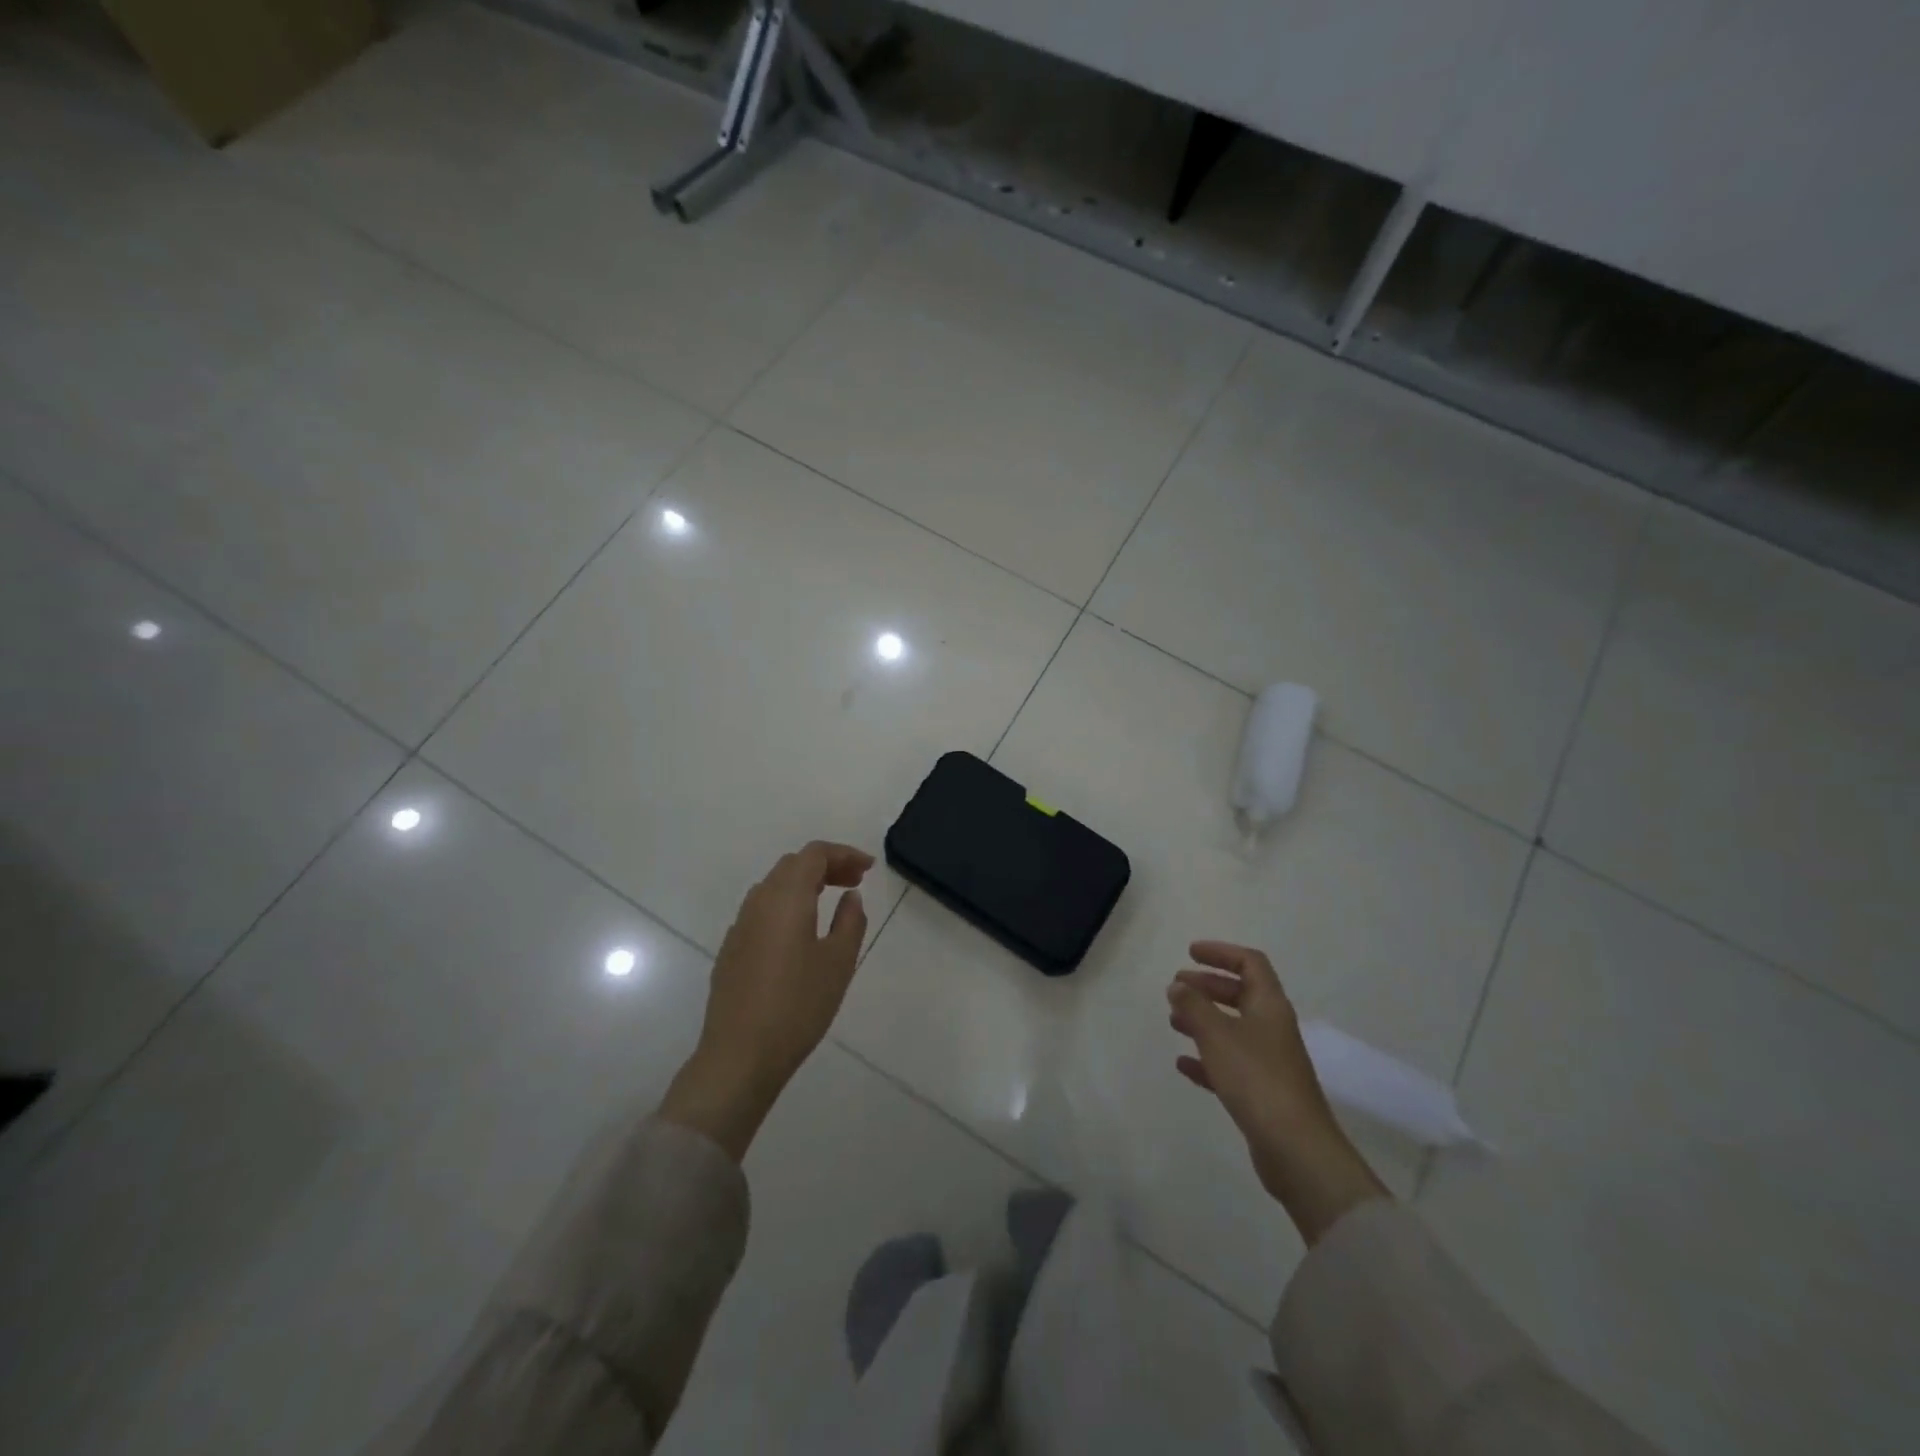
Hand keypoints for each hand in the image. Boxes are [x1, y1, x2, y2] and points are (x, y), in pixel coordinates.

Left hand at [660, 841, 873, 1159]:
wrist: (740, 1056)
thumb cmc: (798, 1006)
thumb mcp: (839, 963)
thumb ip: (850, 922)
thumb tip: (850, 897)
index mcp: (786, 898)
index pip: (814, 854)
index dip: (844, 854)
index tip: (868, 869)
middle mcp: (758, 902)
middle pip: (792, 865)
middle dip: (826, 866)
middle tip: (854, 883)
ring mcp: (740, 926)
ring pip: (774, 887)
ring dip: (804, 884)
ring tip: (831, 902)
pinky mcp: (731, 949)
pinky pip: (762, 910)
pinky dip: (786, 906)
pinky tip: (800, 933)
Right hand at [1168, 941, 1387, 1243]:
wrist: (1296, 1150)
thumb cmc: (1256, 1078)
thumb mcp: (1217, 1034)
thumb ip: (1194, 1005)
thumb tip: (1178, 985)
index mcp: (1270, 1006)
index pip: (1250, 964)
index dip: (1221, 952)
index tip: (1191, 953)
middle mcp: (1272, 1028)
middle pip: (1241, 994)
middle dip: (1208, 986)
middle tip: (1176, 986)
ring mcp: (1269, 1062)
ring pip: (1233, 1028)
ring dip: (1204, 1019)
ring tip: (1173, 1020)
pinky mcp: (1262, 1093)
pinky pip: (1230, 1064)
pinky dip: (1206, 1058)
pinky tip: (1183, 1064)